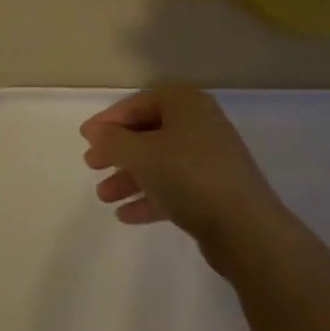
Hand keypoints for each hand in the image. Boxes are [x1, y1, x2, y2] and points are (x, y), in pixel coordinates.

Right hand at [80, 87, 284, 249]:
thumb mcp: (141, 154)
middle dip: (119, 150)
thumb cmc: (188, 176)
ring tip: (104, 196)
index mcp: (185, 103)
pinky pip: (175, 186)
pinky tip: (126, 215)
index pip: (139, 103)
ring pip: (160, 161)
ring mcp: (210, 157)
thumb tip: (97, 132)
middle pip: (150, 132)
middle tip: (92, 165)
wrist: (244, 227)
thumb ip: (113, 141)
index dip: (109, 120)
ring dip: (130, 176)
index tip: (85, 139)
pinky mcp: (214, 190)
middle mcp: (200, 124)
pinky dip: (150, 196)